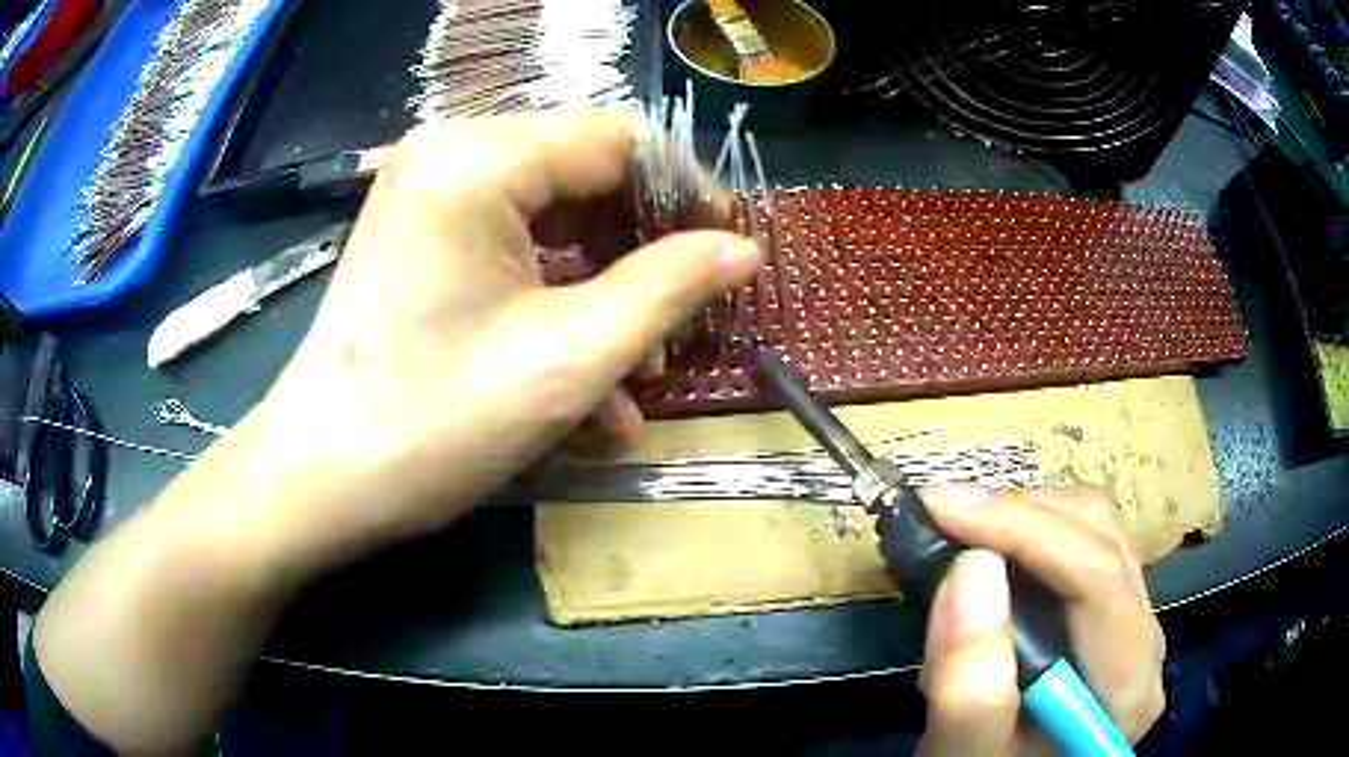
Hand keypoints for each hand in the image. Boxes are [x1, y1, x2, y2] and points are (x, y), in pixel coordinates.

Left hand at [251, 108, 761, 560]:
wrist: (319, 482)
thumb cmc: (432, 422)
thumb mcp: (570, 357)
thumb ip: (670, 288)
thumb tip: (743, 250)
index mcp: (479, 157)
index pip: (620, 140)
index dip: (688, 193)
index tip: (730, 255)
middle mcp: (451, 154)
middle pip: (587, 176)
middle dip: (645, 254)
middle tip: (684, 327)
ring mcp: (431, 197)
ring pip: (555, 220)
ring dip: (605, 293)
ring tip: (637, 377)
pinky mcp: (423, 240)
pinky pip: (514, 251)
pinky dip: (556, 305)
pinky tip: (585, 385)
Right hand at [915, 485, 1165, 755]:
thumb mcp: (964, 754)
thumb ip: (969, 688)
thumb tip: (971, 566)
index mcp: (1127, 685)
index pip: (1097, 579)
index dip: (1023, 530)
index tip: (941, 509)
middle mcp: (1145, 641)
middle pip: (1101, 540)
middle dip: (1018, 513)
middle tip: (941, 514)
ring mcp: (1133, 623)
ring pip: (1096, 529)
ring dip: (1023, 515)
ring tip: (957, 525)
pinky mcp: (1110, 615)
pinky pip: (1083, 545)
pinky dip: (1030, 530)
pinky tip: (989, 543)